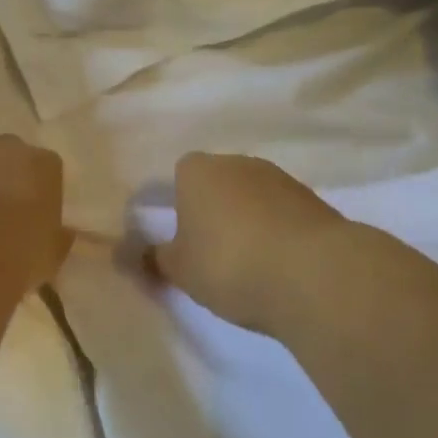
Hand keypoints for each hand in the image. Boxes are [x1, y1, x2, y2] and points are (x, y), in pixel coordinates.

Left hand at [0, 136, 71, 305]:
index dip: (41, 196)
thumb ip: (56, 239)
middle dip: (5, 181)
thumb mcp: (49, 258)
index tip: (34, 221)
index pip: (48, 171)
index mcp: (42, 165)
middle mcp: (3, 147)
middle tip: (0, 219)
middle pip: (8, 158)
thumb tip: (59, 233)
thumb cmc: (14, 260)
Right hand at [150, 153, 344, 331]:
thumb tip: (123, 252)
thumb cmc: (229, 264)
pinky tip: (278, 264)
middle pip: (218, 182)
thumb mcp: (179, 270)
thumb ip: (151, 258)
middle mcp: (240, 163)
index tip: (181, 237)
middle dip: (213, 210)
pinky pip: (283, 214)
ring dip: (248, 221)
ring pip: (253, 197)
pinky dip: (277, 232)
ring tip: (247, 264)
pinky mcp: (315, 201)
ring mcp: (281, 179)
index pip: (180, 173)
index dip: (178, 203)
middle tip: (209, 253)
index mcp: (199, 170)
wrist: (314, 274)